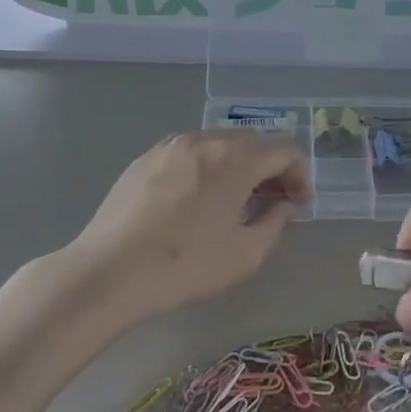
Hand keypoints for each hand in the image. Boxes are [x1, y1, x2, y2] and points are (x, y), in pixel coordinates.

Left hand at [64, 130, 311, 320]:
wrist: (110, 272)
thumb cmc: (186, 266)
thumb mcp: (246, 254)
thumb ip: (275, 222)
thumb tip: (283, 204)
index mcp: (234, 158)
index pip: (285, 148)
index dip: (300, 174)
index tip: (298, 204)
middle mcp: (204, 139)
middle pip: (253, 141)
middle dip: (270, 168)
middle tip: (270, 204)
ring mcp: (170, 146)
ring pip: (219, 144)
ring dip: (238, 167)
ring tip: (233, 204)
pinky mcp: (145, 159)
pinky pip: (189, 154)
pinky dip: (206, 169)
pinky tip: (195, 204)